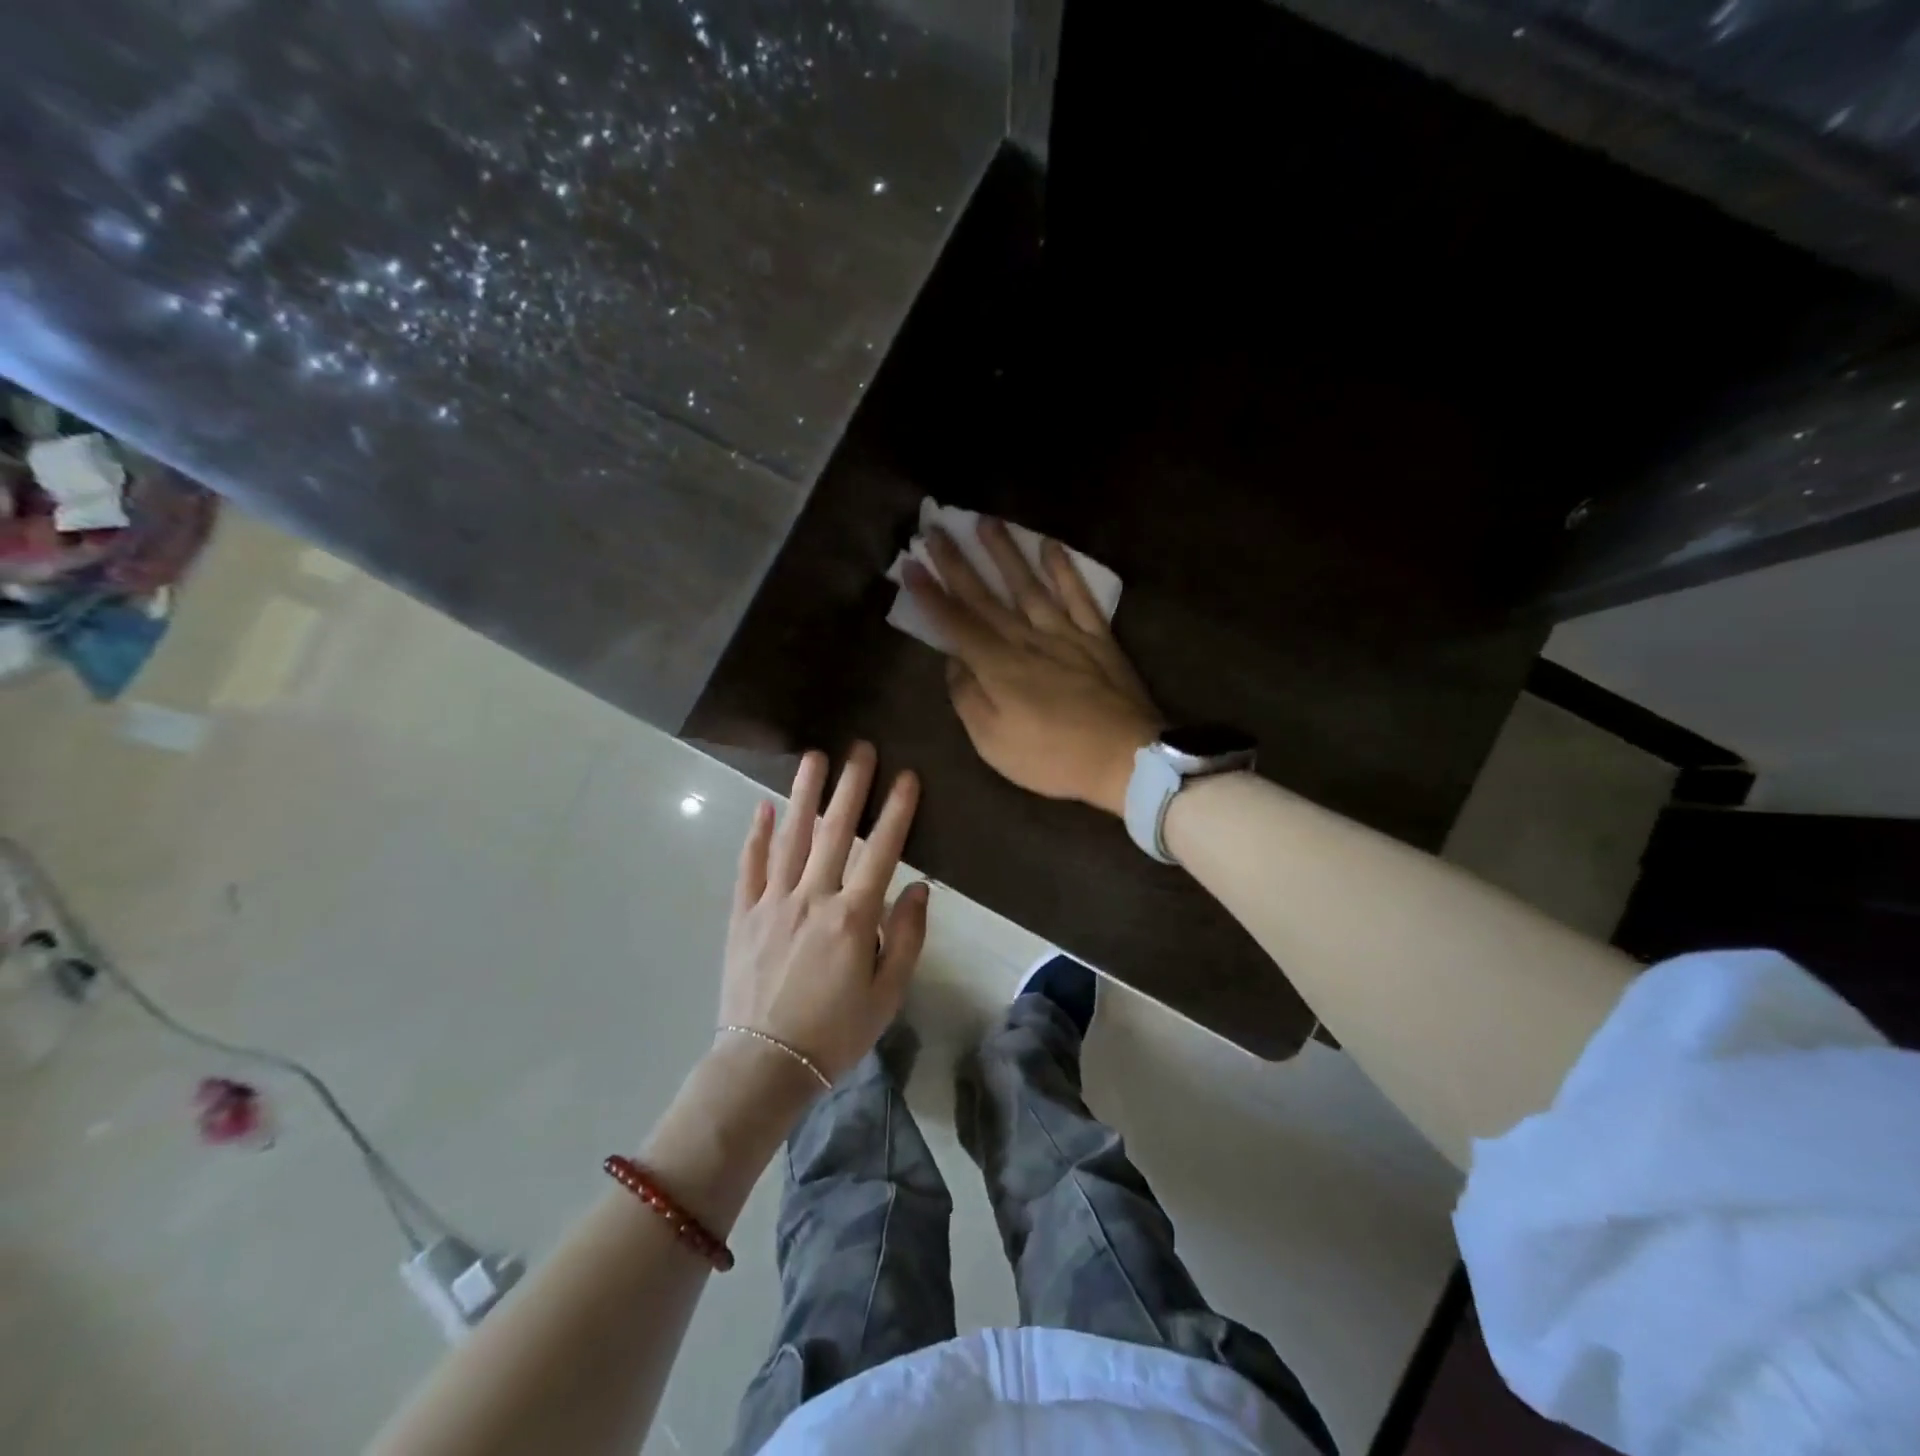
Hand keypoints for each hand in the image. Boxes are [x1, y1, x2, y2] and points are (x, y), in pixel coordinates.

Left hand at [719, 742, 928, 1085]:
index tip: (906, 776)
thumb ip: (905, 937)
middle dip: (850, 786)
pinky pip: (749, 867)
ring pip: (790, 838)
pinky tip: (762, 807)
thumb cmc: (836, 1033)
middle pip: (834, 831)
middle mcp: (812, 898)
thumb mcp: (887, 994)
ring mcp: (773, 903)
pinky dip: (756, 835)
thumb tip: (918, 888)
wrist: (766, 1065)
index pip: (880, 850)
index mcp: (852, 917)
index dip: (896, 811)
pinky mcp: (743, 915)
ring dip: (803, 795)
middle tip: (860, 748)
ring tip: (813, 757)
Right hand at [903, 519, 1161, 815]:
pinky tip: (1051, 547)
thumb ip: (968, 699)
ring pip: (1029, 586)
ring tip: (987, 521)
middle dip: (957, 563)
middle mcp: (1026, 640)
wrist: (1125, 758)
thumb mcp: (993, 743)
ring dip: (1006, 553)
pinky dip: (1065, 570)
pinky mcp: (1097, 638)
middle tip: (936, 529)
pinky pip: (1079, 596)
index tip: (910, 564)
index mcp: (997, 667)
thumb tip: (953, 663)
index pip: (956, 623)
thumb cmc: (1052, 758)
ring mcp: (1065, 634)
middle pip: (985, 597)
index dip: (930, 594)